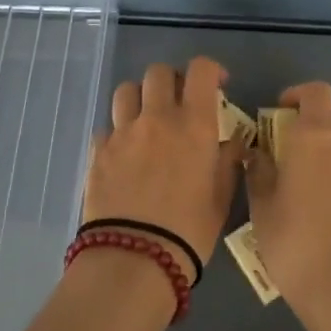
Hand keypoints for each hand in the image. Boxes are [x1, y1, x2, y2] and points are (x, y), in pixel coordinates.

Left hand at [83, 57, 243, 282]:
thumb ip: (228, 161)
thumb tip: (232, 142)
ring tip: (147, 119)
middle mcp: (157, 117)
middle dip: (172, 80)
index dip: (211, 70)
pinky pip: (107, 126)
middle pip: (159, 72)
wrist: (135, 260)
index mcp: (194, 124)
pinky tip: (124, 152)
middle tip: (180, 102)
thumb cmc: (190, 231)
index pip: (201, 70)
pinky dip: (118, 132)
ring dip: (140, 98)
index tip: (218, 85)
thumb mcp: (221, 197)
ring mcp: (123, 132)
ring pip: (126, 90)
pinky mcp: (98, 151)